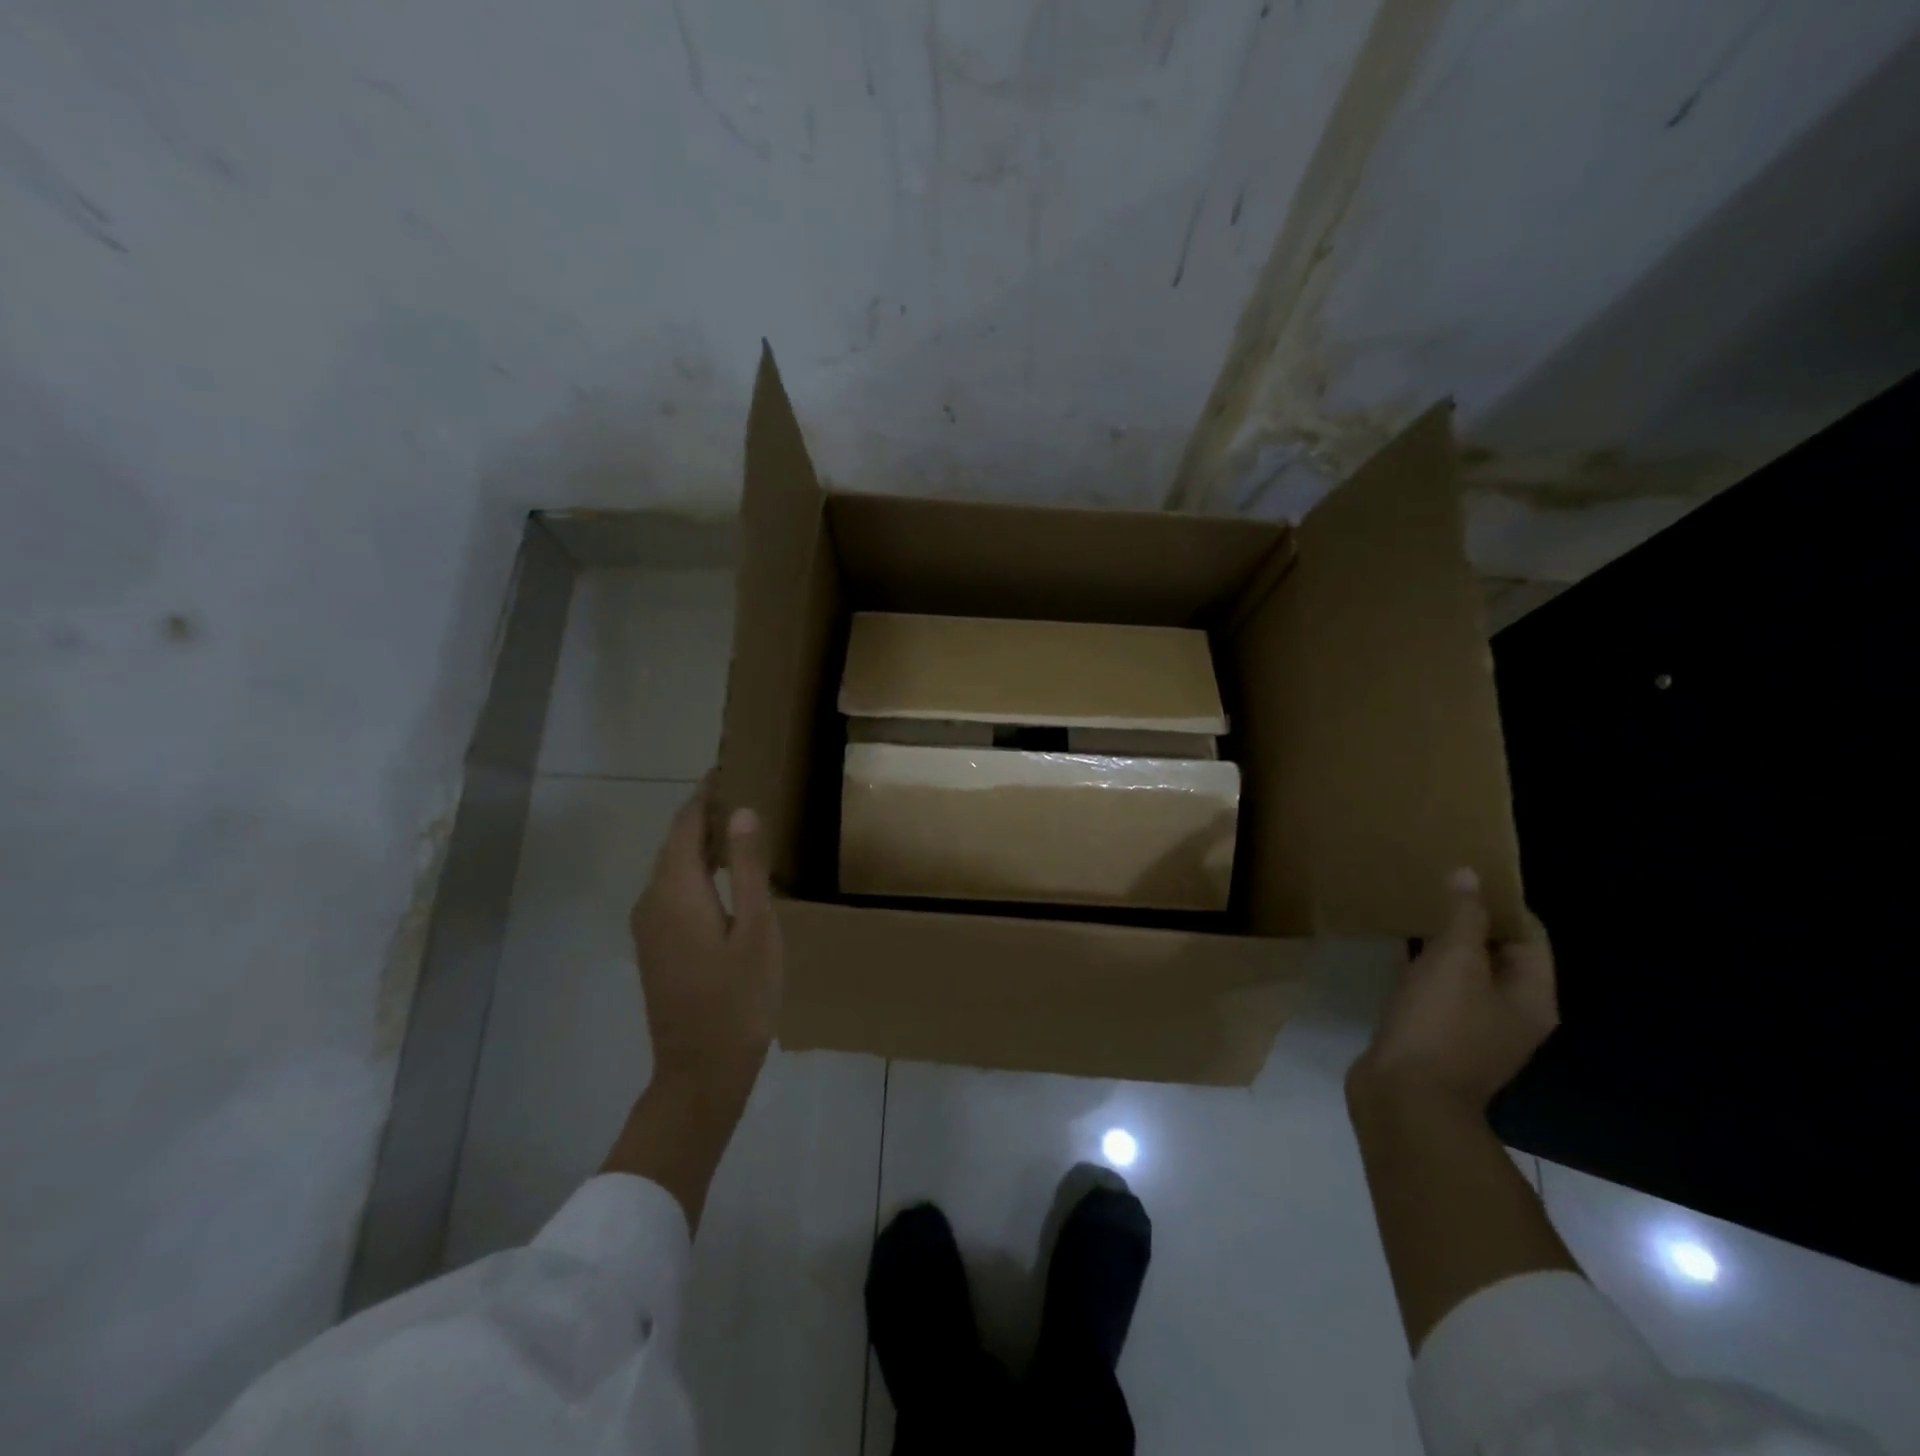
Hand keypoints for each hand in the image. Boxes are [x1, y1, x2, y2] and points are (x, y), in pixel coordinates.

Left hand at [630, 780, 782, 1109]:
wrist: (700, 1071)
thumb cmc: (739, 998)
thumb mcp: (757, 929)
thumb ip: (747, 868)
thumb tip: (741, 812)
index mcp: (676, 891)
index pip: (685, 825)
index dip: (705, 794)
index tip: (729, 768)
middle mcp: (652, 901)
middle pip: (674, 843)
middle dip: (702, 815)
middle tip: (741, 793)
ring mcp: (648, 927)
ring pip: (671, 867)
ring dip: (698, 842)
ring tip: (737, 828)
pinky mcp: (654, 946)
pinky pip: (670, 889)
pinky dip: (693, 869)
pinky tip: (722, 877)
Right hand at [1352, 868, 1556, 1112]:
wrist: (1405, 1097)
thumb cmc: (1439, 1025)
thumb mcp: (1453, 962)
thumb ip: (1463, 917)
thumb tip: (1469, 875)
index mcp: (1531, 1000)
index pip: (1531, 939)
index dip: (1503, 906)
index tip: (1467, 878)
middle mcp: (1512, 1017)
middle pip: (1499, 958)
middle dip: (1471, 925)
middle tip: (1435, 892)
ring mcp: (1475, 1032)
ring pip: (1466, 977)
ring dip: (1444, 949)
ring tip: (1414, 917)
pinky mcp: (1438, 1040)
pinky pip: (1438, 995)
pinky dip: (1423, 972)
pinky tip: (1398, 958)